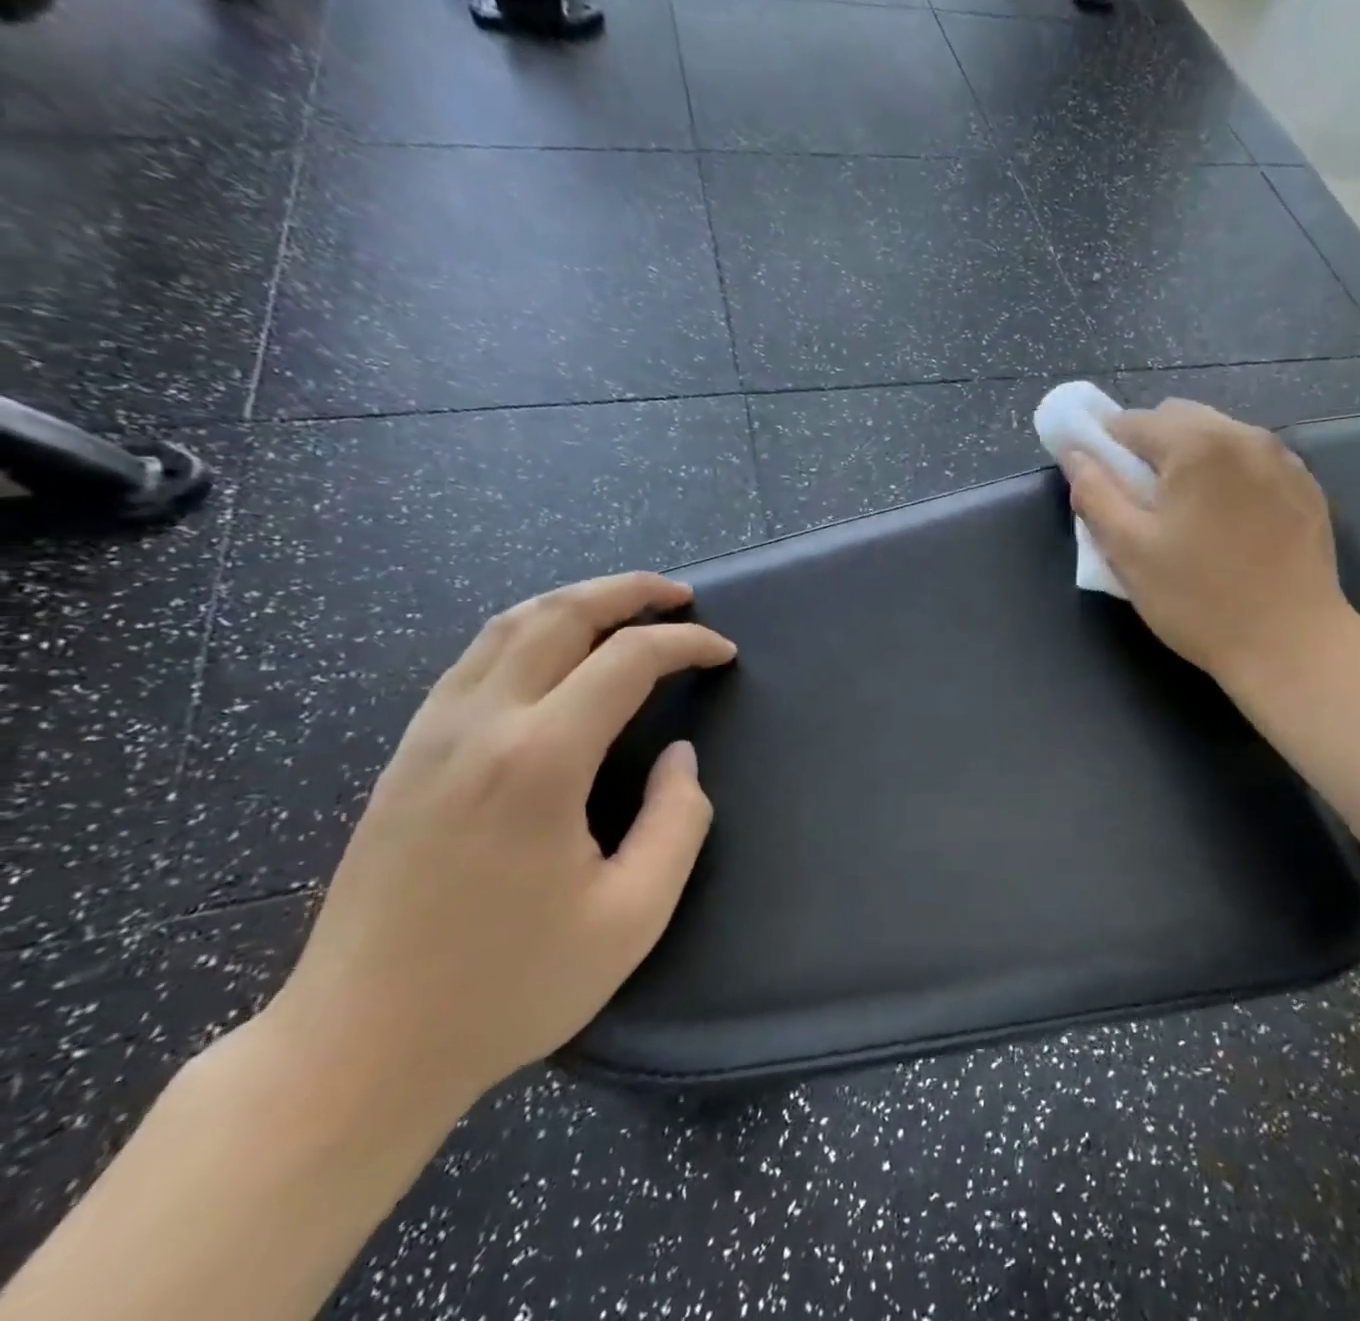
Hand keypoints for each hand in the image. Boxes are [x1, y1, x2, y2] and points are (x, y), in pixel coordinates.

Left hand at [257, 572, 736, 1115]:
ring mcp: (431, 734)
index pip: (627, 660)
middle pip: (559, 615)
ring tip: (626, 606)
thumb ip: (676, 821)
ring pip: (508, 625)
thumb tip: (678, 757)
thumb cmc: (509, 987)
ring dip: (576, 601)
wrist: (357, 1048)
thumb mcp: (633, 916)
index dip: (685, 644)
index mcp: (539, 761)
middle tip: (681, 595)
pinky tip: (556, 652)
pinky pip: (475, 658)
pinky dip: (530, 630)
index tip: (723, 653)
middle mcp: (480, 725)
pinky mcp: (406, 754)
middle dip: (629, 590)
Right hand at [1062, 399, 1359, 691]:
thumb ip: (1094, 494)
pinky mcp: (1306, 487)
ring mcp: (1284, 459)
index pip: (1133, 421)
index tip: (1100, 483)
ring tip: (1186, 514)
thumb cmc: (1198, 599)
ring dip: (1190, 460)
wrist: (1291, 645)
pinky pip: (1252, 461)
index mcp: (1197, 445)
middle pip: (1179, 419)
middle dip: (1150, 448)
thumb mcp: (1129, 551)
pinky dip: (1227, 476)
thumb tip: (1074, 454)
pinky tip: (1227, 524)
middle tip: (1141, 502)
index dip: (1105, 446)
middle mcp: (1245, 436)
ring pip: (1219, 437)